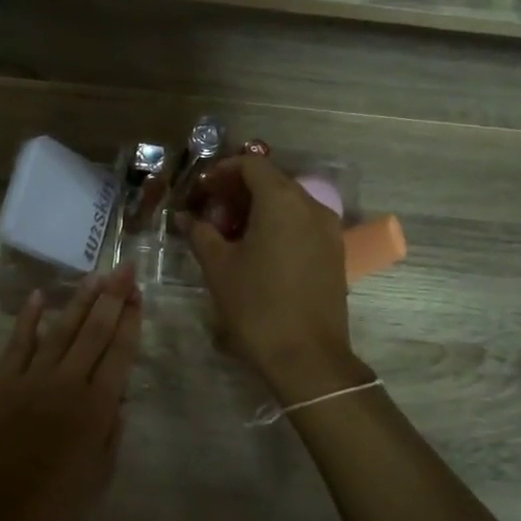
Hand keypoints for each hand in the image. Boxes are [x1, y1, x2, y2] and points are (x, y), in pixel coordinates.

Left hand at [0, 266, 143, 520]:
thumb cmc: (53, 499)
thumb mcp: (99, 473)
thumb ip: (111, 430)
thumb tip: (118, 397)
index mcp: (97, 406)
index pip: (120, 352)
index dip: (131, 320)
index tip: (138, 294)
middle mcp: (68, 381)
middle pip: (95, 330)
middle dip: (113, 297)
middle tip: (125, 267)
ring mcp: (32, 376)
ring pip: (61, 329)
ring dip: (79, 300)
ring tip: (94, 275)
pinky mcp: (2, 380)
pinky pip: (17, 342)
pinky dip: (28, 318)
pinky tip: (38, 296)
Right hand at [180, 156, 366, 403]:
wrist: (307, 356)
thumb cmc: (256, 305)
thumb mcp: (218, 267)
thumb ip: (200, 233)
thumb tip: (185, 217)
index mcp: (282, 200)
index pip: (252, 164)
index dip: (223, 170)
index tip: (202, 190)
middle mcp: (311, 205)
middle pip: (272, 181)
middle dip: (239, 190)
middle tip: (211, 212)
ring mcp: (329, 229)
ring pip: (289, 203)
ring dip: (259, 208)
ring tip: (231, 234)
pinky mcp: (335, 252)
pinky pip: (303, 224)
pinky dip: (279, 225)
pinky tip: (258, 251)